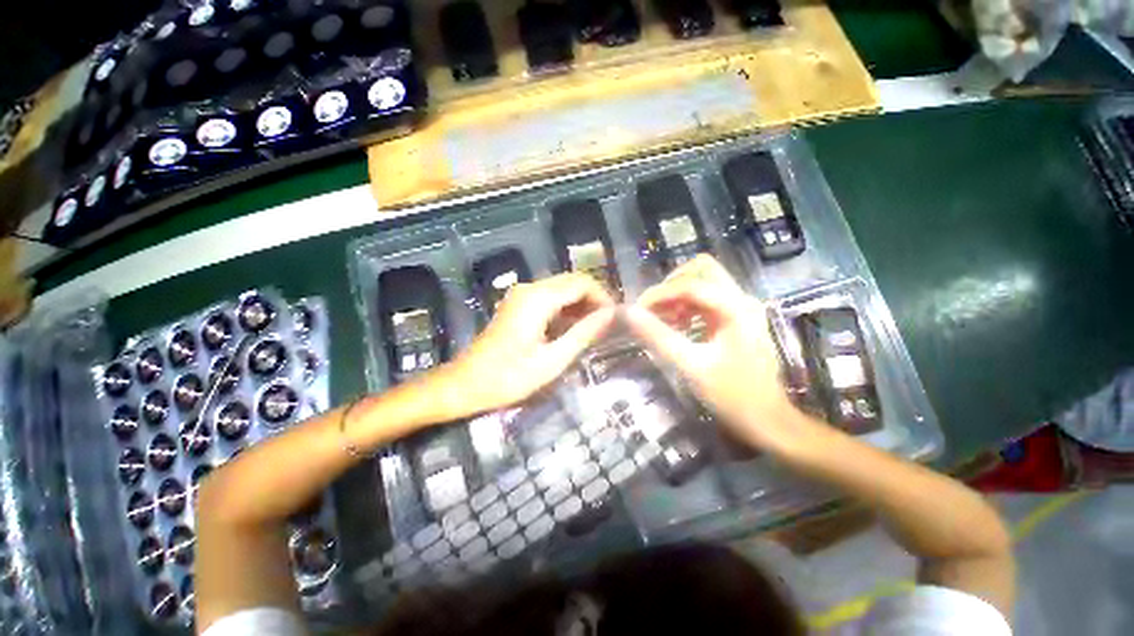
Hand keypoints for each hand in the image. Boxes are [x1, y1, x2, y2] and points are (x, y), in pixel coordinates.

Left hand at [429, 273, 616, 419]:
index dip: (603, 297)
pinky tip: (573, 328)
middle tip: (608, 325)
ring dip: (580, 304)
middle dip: (593, 299)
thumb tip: (611, 315)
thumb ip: (583, 334)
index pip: (581, 283)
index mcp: (538, 299)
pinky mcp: (518, 304)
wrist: (465, 383)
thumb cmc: (509, 377)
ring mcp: (521, 295)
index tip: (616, 318)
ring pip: (561, 289)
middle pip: (572, 282)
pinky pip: (549, 298)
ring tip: (595, 329)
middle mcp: (530, 288)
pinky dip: (566, 309)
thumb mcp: (552, 360)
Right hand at [625, 255, 810, 451]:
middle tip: (653, 309)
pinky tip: (677, 326)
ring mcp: (741, 307)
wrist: (768, 421)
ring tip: (662, 319)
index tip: (636, 311)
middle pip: (701, 269)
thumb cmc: (732, 396)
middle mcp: (741, 299)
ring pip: (703, 282)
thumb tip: (628, 313)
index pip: (689, 284)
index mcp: (735, 307)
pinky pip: (706, 299)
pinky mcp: (736, 318)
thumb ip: (657, 336)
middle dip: (671, 285)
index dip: (658, 294)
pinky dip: (687, 306)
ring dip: (678, 295)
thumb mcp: (689, 365)